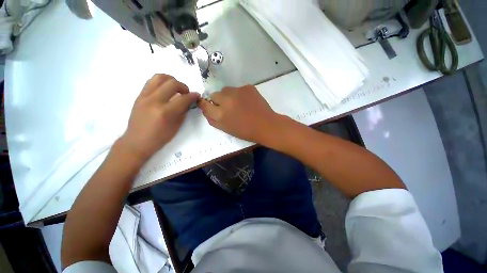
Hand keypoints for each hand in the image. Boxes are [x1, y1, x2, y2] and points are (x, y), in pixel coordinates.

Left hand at [119, 74, 199, 161]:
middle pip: (172, 83)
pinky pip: (151, 82)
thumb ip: (183, 112)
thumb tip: (188, 102)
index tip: (197, 95)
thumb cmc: (159, 138)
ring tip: (175, 88)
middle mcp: (154, 101)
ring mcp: (144, 97)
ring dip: (171, 80)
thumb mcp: (176, 127)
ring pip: (159, 77)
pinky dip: (161, 82)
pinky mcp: (139, 96)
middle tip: (186, 93)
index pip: (183, 99)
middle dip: (183, 86)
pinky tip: (165, 90)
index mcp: (165, 112)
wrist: (137, 141)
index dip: (193, 96)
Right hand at [198, 85, 280, 143]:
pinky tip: (248, 102)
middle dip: (218, 101)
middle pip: (214, 95)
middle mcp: (227, 99)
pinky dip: (240, 94)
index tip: (209, 106)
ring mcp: (238, 91)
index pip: (204, 104)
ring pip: (226, 90)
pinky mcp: (248, 87)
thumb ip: (213, 119)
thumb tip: (206, 108)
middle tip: (228, 108)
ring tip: (239, 105)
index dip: (205, 104)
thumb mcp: (226, 129)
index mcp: (220, 113)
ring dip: (228, 96)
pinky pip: (238, 89)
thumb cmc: (245, 131)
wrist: (266, 125)